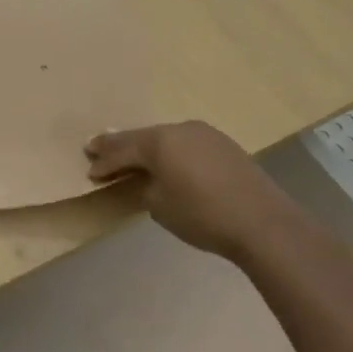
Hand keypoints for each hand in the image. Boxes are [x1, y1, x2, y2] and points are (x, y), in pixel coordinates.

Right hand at [84, 120, 289, 258]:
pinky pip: (186, 144)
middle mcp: (180, 128)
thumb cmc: (203, 215)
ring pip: (166, 138)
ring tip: (132, 157)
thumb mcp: (160, 206)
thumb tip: (148, 179)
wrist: (263, 222)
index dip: (105, 161)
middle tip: (97, 150)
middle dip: (120, 146)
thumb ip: (145, 186)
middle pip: (142, 137)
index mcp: (160, 141)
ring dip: (148, 148)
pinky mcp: (224, 145)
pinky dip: (172, 152)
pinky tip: (169, 163)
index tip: (90, 170)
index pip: (123, 148)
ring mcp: (205, 134)